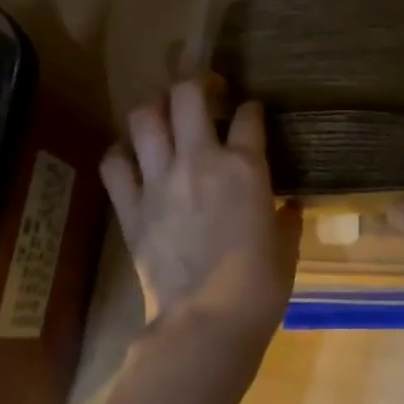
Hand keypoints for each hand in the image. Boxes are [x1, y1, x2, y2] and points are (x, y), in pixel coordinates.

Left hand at [101, 79, 299, 346]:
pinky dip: (121, 153)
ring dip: (154, 107)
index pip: (248, 115)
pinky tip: (132, 156)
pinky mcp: (131, 207)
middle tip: (203, 87)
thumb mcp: (286, 247)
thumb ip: (286, 217)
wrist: (207, 324)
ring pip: (144, 117)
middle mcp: (199, 160)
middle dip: (195, 79)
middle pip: (187, 94)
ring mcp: (159, 181)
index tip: (251, 112)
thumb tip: (288, 205)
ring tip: (164, 113)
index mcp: (245, 167)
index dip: (251, 107)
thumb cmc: (259, 287)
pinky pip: (114, 163)